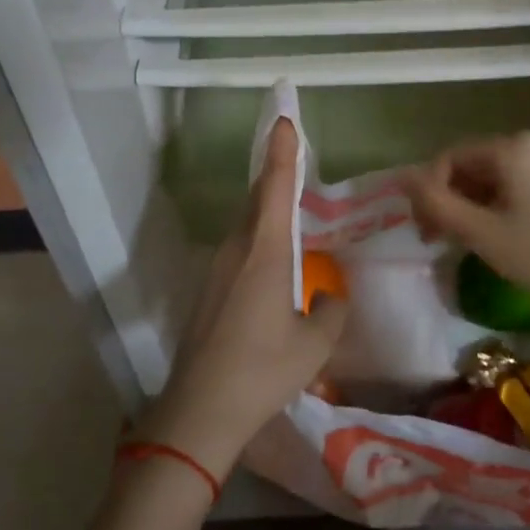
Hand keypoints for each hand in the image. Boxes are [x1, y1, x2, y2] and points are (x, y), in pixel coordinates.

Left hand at [141, 119, 346, 477]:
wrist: (199, 410)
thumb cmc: (262, 370)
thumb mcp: (314, 344)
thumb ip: (330, 311)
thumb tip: (329, 296)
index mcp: (265, 251)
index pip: (275, 187)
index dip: (282, 151)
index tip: (284, 118)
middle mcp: (237, 249)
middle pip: (258, 200)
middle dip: (276, 175)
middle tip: (293, 155)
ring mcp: (217, 269)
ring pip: (247, 226)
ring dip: (267, 210)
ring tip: (291, 210)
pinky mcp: (208, 291)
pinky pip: (239, 250)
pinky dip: (259, 239)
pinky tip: (273, 263)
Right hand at [403, 132, 529, 322]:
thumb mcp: (480, 233)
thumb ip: (435, 201)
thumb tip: (400, 175)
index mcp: (514, 146)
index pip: (451, 159)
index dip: (429, 192)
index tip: (425, 231)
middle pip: (473, 164)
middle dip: (450, 198)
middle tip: (438, 238)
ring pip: (493, 173)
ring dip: (471, 202)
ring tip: (463, 238)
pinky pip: (516, 178)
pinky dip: (497, 200)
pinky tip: (493, 229)